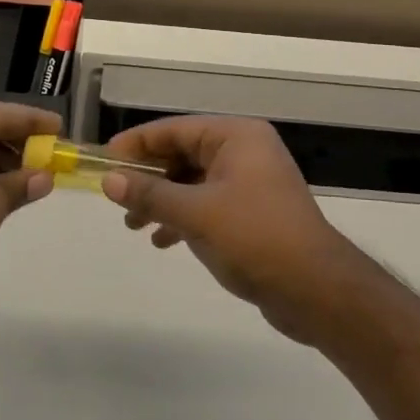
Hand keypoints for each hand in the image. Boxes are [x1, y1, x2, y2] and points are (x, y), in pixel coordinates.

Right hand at [101, 117, 372, 343]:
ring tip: (132, 225)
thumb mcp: (196, 214)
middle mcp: (245, 151)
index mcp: (237, 137)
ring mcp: (250, 182)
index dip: (137, 143)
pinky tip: (162, 241)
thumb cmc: (255, 238)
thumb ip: (151, 194)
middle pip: (183, 154)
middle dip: (148, 177)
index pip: (175, 129)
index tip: (104, 160)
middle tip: (114, 198)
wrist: (316, 290)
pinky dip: (183, 217)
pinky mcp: (252, 212)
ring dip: (162, 200)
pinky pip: (207, 204)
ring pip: (192, 181)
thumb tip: (109, 180)